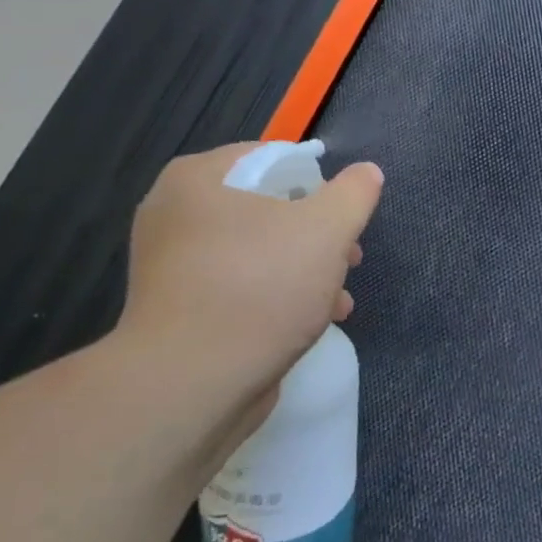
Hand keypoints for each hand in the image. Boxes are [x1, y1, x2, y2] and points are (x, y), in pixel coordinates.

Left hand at [114, 143, 383, 440]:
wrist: (193, 383)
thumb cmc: (261, 287)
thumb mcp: (326, 229)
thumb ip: (353, 194)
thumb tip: (366, 173)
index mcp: (199, 179)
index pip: (272, 159)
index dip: (318, 182)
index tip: (345, 215)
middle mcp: (177, 214)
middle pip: (269, 208)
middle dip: (318, 234)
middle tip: (349, 258)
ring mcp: (174, 265)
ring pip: (260, 251)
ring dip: (306, 269)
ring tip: (339, 297)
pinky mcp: (182, 309)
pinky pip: (241, 286)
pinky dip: (278, 296)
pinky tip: (315, 321)